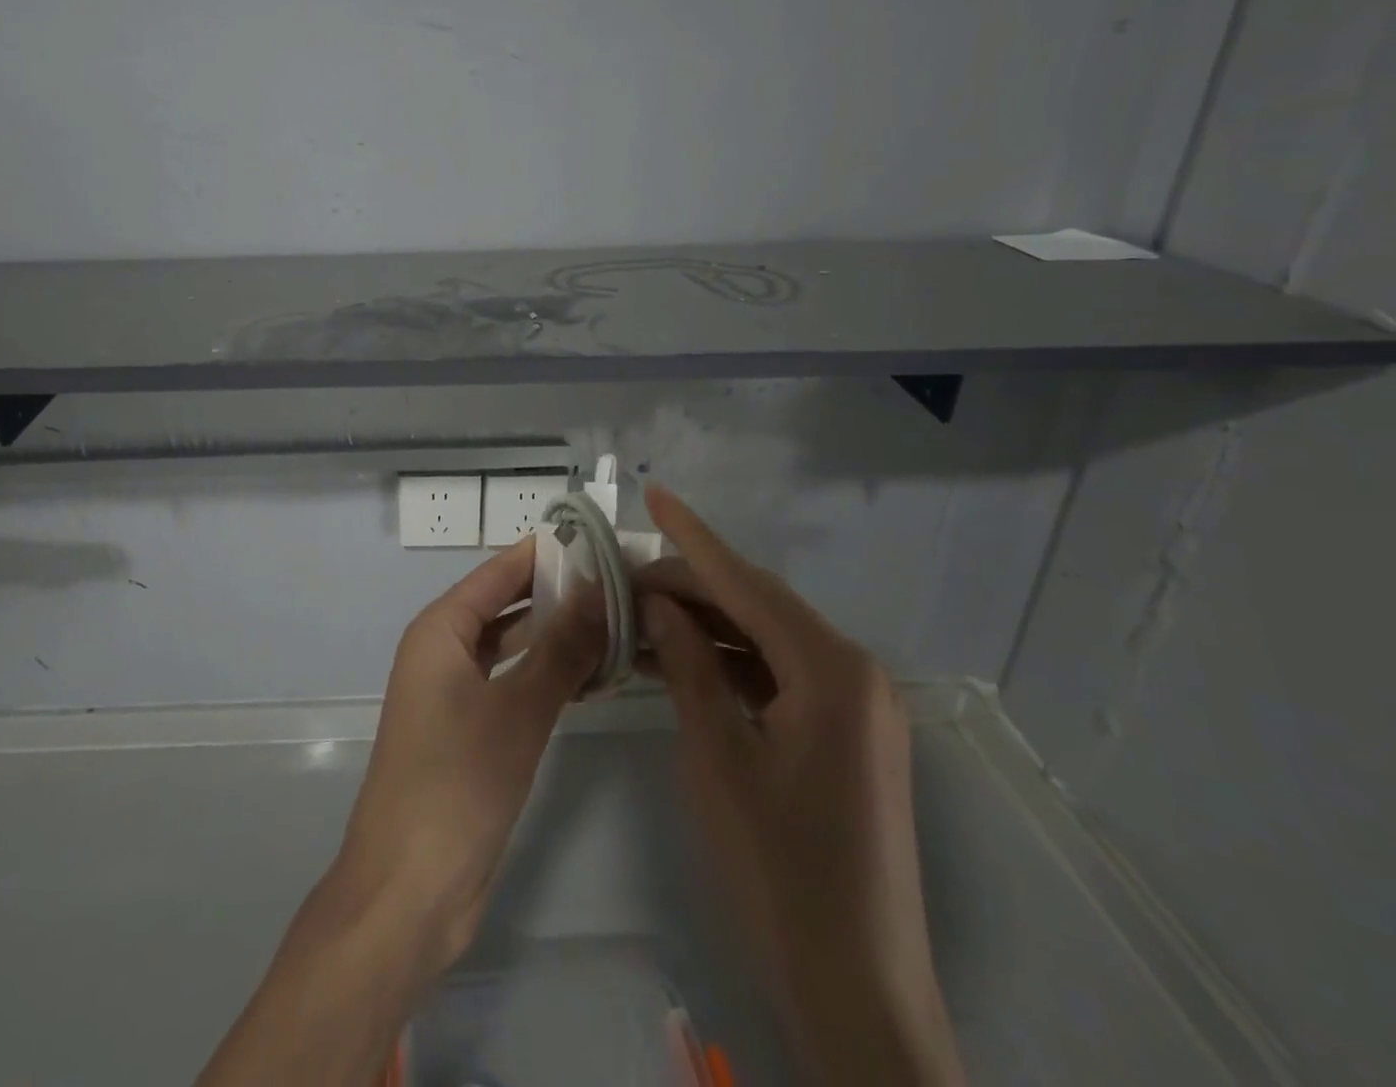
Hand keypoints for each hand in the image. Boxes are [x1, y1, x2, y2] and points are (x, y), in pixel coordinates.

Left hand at [197, 539, 605, 1086]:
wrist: (409, 890)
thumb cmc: (456, 784)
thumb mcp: (517, 710)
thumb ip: (561, 649)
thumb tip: (600, 590)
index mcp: (439, 630)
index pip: (498, 572)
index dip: (543, 553)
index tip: (597, 538)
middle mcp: (443, 651)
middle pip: (505, 605)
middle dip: (557, 594)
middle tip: (621, 583)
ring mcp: (455, 693)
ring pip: (512, 647)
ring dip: (556, 637)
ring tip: (618, 623)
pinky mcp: (470, 731)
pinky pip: (512, 684)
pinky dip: (547, 676)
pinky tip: (593, 676)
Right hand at [637, 486, 964, 1086]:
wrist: (857, 989)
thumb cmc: (780, 869)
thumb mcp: (718, 757)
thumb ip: (689, 667)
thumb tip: (659, 605)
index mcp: (831, 670)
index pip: (745, 583)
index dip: (693, 538)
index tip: (654, 493)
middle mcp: (854, 673)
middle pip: (758, 606)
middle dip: (691, 587)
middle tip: (626, 581)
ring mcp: (856, 706)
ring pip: (766, 640)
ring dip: (707, 627)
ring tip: (641, 619)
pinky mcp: (848, 734)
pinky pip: (780, 676)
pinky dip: (730, 665)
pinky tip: (680, 664)